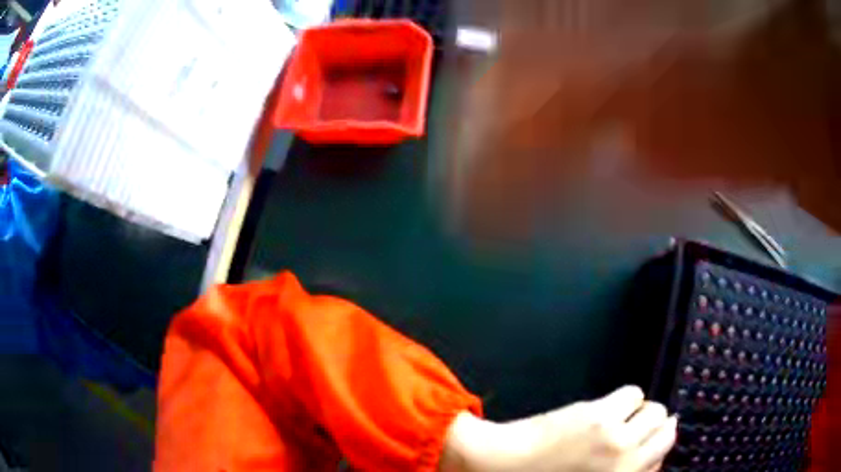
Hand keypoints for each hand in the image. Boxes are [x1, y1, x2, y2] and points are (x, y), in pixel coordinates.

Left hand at [440, 386, 676, 471]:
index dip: (658, 448)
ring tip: (624, 417)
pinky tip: (610, 407)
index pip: (661, 459)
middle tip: (639, 427)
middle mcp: (626, 461)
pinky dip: (627, 399)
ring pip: (655, 410)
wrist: (497, 467)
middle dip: (658, 428)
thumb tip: (645, 457)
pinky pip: (633, 393)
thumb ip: (621, 471)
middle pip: (667, 432)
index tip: (651, 443)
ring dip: (643, 412)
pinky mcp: (600, 414)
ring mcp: (615, 437)